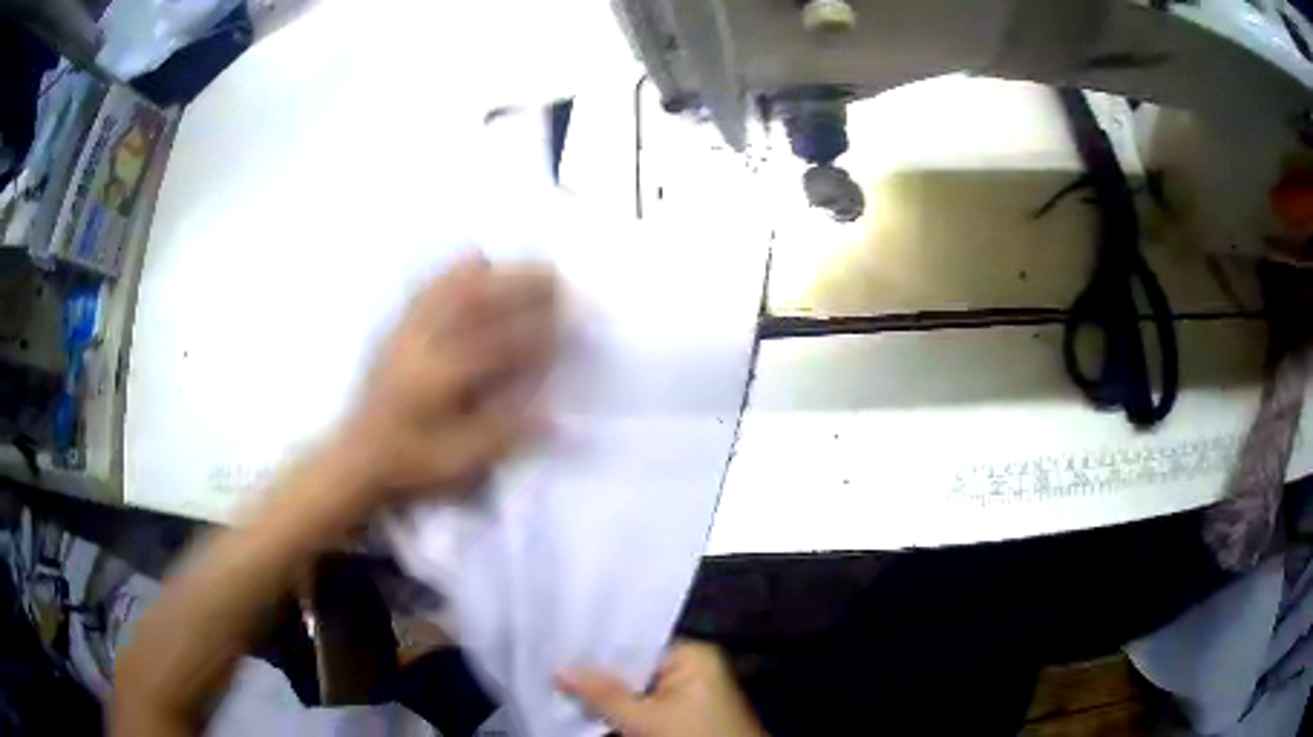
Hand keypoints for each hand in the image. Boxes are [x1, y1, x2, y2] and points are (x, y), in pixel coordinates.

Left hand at [339, 254, 556, 504]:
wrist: (359, 459)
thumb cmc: (412, 464)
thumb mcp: (459, 462)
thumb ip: (503, 435)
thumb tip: (553, 417)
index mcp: (441, 380)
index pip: (498, 343)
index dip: (537, 329)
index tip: (567, 318)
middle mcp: (424, 345)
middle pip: (476, 301)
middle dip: (520, 284)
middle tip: (557, 277)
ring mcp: (408, 333)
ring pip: (453, 289)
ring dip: (494, 273)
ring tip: (525, 265)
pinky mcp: (398, 330)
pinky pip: (427, 290)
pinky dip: (454, 271)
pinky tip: (473, 259)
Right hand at [557, 642, 764, 736]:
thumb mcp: (644, 719)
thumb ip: (602, 694)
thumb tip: (558, 668)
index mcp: (692, 655)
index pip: (633, 644)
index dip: (594, 651)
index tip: (555, 649)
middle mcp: (693, 668)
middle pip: (633, 669)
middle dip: (597, 677)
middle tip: (551, 671)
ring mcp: (691, 694)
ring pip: (636, 691)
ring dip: (606, 698)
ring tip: (561, 689)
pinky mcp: (686, 716)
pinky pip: (646, 707)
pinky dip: (623, 713)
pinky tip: (591, 712)